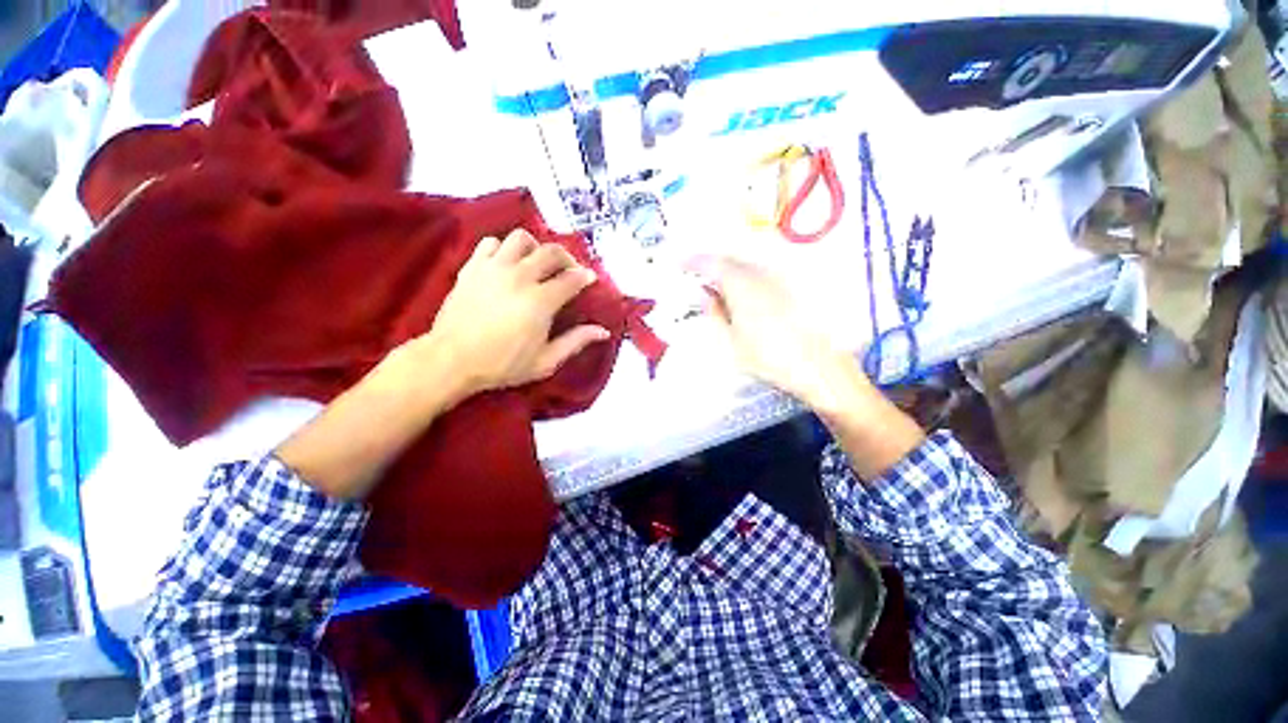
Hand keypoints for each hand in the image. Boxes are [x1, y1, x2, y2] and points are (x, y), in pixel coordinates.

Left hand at [420, 229, 609, 400]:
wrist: (452, 360)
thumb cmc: (503, 364)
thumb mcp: (546, 361)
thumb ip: (576, 342)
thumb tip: (602, 331)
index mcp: (541, 301)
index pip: (572, 278)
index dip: (585, 276)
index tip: (590, 279)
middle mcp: (520, 277)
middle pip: (551, 252)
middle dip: (567, 258)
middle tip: (569, 270)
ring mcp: (494, 268)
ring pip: (521, 238)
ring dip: (535, 247)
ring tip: (537, 262)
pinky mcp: (472, 267)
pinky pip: (491, 243)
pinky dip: (504, 248)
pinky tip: (507, 263)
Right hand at [697, 256, 870, 408]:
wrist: (820, 367)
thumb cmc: (769, 358)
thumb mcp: (732, 342)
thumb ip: (715, 315)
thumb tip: (705, 297)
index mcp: (741, 286)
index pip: (712, 264)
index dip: (694, 261)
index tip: (682, 264)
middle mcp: (761, 275)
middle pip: (731, 261)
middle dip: (712, 266)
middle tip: (698, 279)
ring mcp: (779, 280)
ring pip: (747, 267)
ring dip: (729, 273)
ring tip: (719, 289)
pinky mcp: (793, 288)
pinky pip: (761, 275)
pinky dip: (746, 280)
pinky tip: (744, 296)